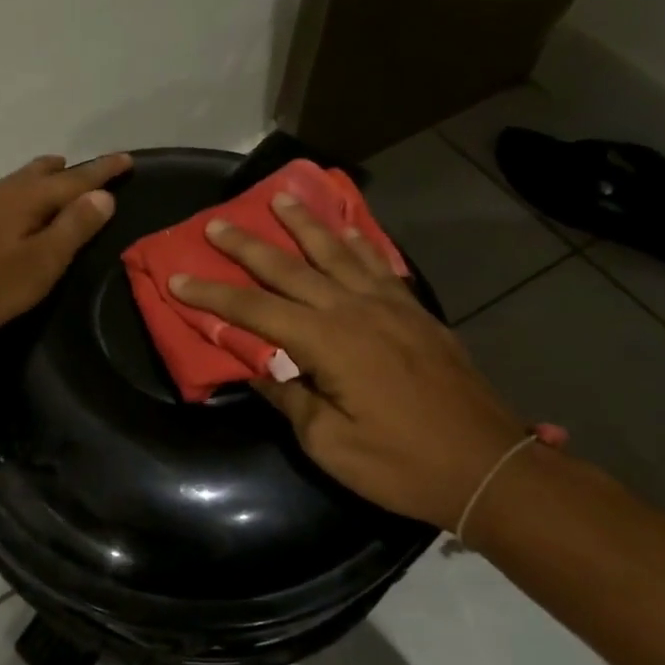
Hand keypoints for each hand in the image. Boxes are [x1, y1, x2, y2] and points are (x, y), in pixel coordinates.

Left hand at [0, 153, 132, 331]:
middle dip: (62, 170)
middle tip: (75, 167)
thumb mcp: (43, 261)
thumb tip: (103, 195)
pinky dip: (6, 198)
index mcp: (27, 198)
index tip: (125, 159)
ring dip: (31, 180)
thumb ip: (74, 226)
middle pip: (37, 173)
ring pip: (10, 183)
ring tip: (42, 182)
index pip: (75, 179)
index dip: (102, 171)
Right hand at [169, 193, 525, 526]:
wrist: (487, 466)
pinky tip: (347, 229)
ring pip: (337, 252)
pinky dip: (358, 242)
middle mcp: (354, 310)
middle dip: (247, 246)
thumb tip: (258, 369)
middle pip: (289, 269)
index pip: (255, 311)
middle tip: (216, 223)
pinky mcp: (415, 312)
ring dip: (304, 224)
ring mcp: (389, 306)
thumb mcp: (330, 444)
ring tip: (281, 198)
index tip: (178, 279)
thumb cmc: (402, 463)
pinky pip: (379, 265)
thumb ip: (290, 399)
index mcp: (327, 343)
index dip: (212, 296)